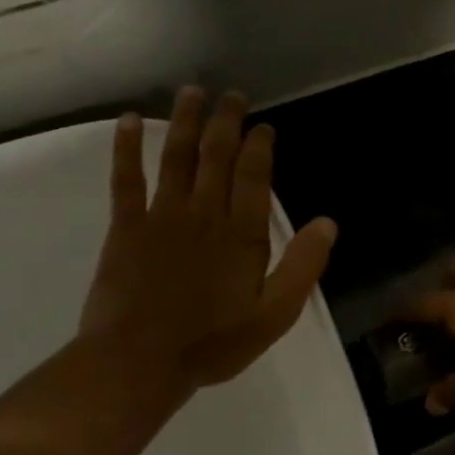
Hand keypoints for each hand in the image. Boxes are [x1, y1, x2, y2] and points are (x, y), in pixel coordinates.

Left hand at [78, 88, 337, 389]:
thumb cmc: (213, 342)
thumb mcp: (275, 314)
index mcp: (242, 234)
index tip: (263, 127)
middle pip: (216, 156)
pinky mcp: (126, 227)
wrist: (138, 362)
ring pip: (177, 157)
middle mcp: (204, 213)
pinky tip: (130, 120)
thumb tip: (328, 223)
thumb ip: (303, 266)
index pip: (253, 176)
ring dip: (185, 122)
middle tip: (231, 96)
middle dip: (226, 122)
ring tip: (192, 92)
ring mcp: (162, 216)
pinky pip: (127, 179)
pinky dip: (127, 148)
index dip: (259, 146)